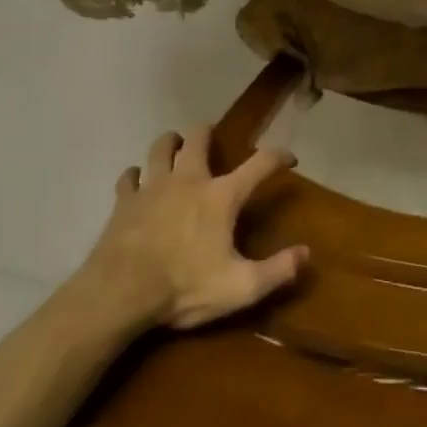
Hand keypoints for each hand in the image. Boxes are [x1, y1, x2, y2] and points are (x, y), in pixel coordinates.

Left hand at [85, 125, 308, 329]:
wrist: (120, 293)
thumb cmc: (185, 287)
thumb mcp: (240, 287)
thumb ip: (277, 271)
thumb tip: (306, 254)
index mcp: (221, 197)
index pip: (259, 165)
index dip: (278, 157)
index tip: (289, 157)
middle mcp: (188, 181)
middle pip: (197, 140)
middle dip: (207, 133)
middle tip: (210, 135)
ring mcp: (152, 187)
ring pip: (160, 148)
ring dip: (170, 143)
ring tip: (174, 144)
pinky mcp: (124, 201)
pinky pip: (128, 177)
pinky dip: (135, 176)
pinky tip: (136, 181)